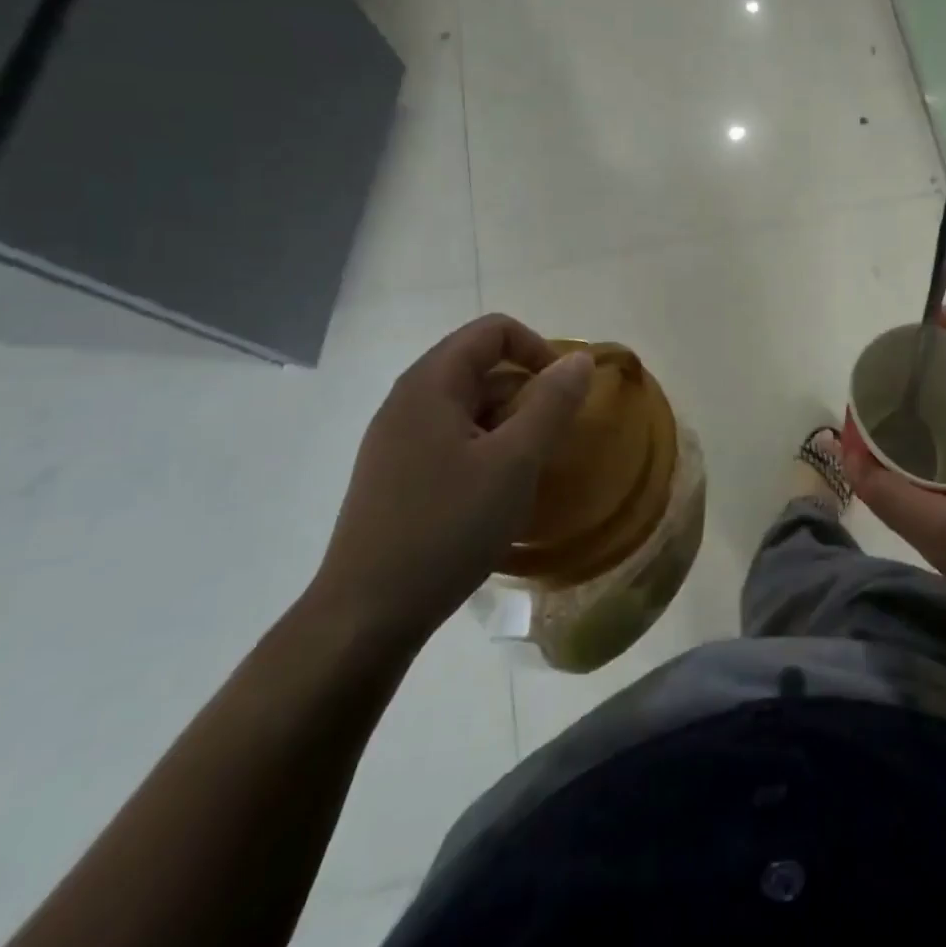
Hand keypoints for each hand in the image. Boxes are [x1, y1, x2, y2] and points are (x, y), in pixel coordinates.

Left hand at [308, 313, 593, 649]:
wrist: (366, 615)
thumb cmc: (446, 528)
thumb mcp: (514, 463)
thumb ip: (551, 403)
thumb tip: (579, 359)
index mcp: (431, 384)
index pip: (493, 331)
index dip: (538, 349)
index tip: (565, 392)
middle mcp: (408, 401)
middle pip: (481, 365)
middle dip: (527, 390)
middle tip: (554, 435)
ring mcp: (398, 439)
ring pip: (469, 406)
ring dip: (510, 422)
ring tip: (531, 468)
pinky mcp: (398, 474)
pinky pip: (454, 438)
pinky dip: (487, 448)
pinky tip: (498, 492)